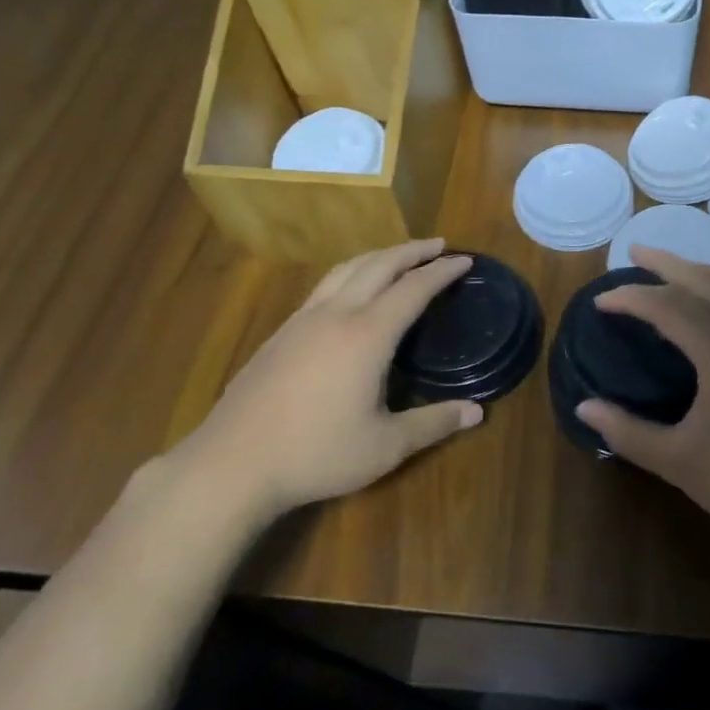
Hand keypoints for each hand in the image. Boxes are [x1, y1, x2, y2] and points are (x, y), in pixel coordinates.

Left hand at [179, 240, 480, 516]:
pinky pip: (324, 286)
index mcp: (367, 335)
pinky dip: (351, 274)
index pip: (413, 289)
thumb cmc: (316, 454)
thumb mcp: (385, 446)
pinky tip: (350, 292)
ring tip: (398, 257)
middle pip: (378, 266)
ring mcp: (302, 321)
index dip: (441, 272)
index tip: (464, 260)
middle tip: (438, 245)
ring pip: (346, 269)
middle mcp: (336, 315)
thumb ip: (434, 424)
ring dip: (378, 256)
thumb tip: (477, 411)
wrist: (232, 464)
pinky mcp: (280, 333)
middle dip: (412, 251)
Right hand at [576, 247, 709, 550]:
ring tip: (672, 270)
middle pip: (706, 278)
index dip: (631, 297)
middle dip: (667, 261)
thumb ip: (628, 432)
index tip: (601, 301)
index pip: (669, 305)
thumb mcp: (679, 461)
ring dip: (700, 269)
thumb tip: (583, 409)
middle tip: (634, 251)